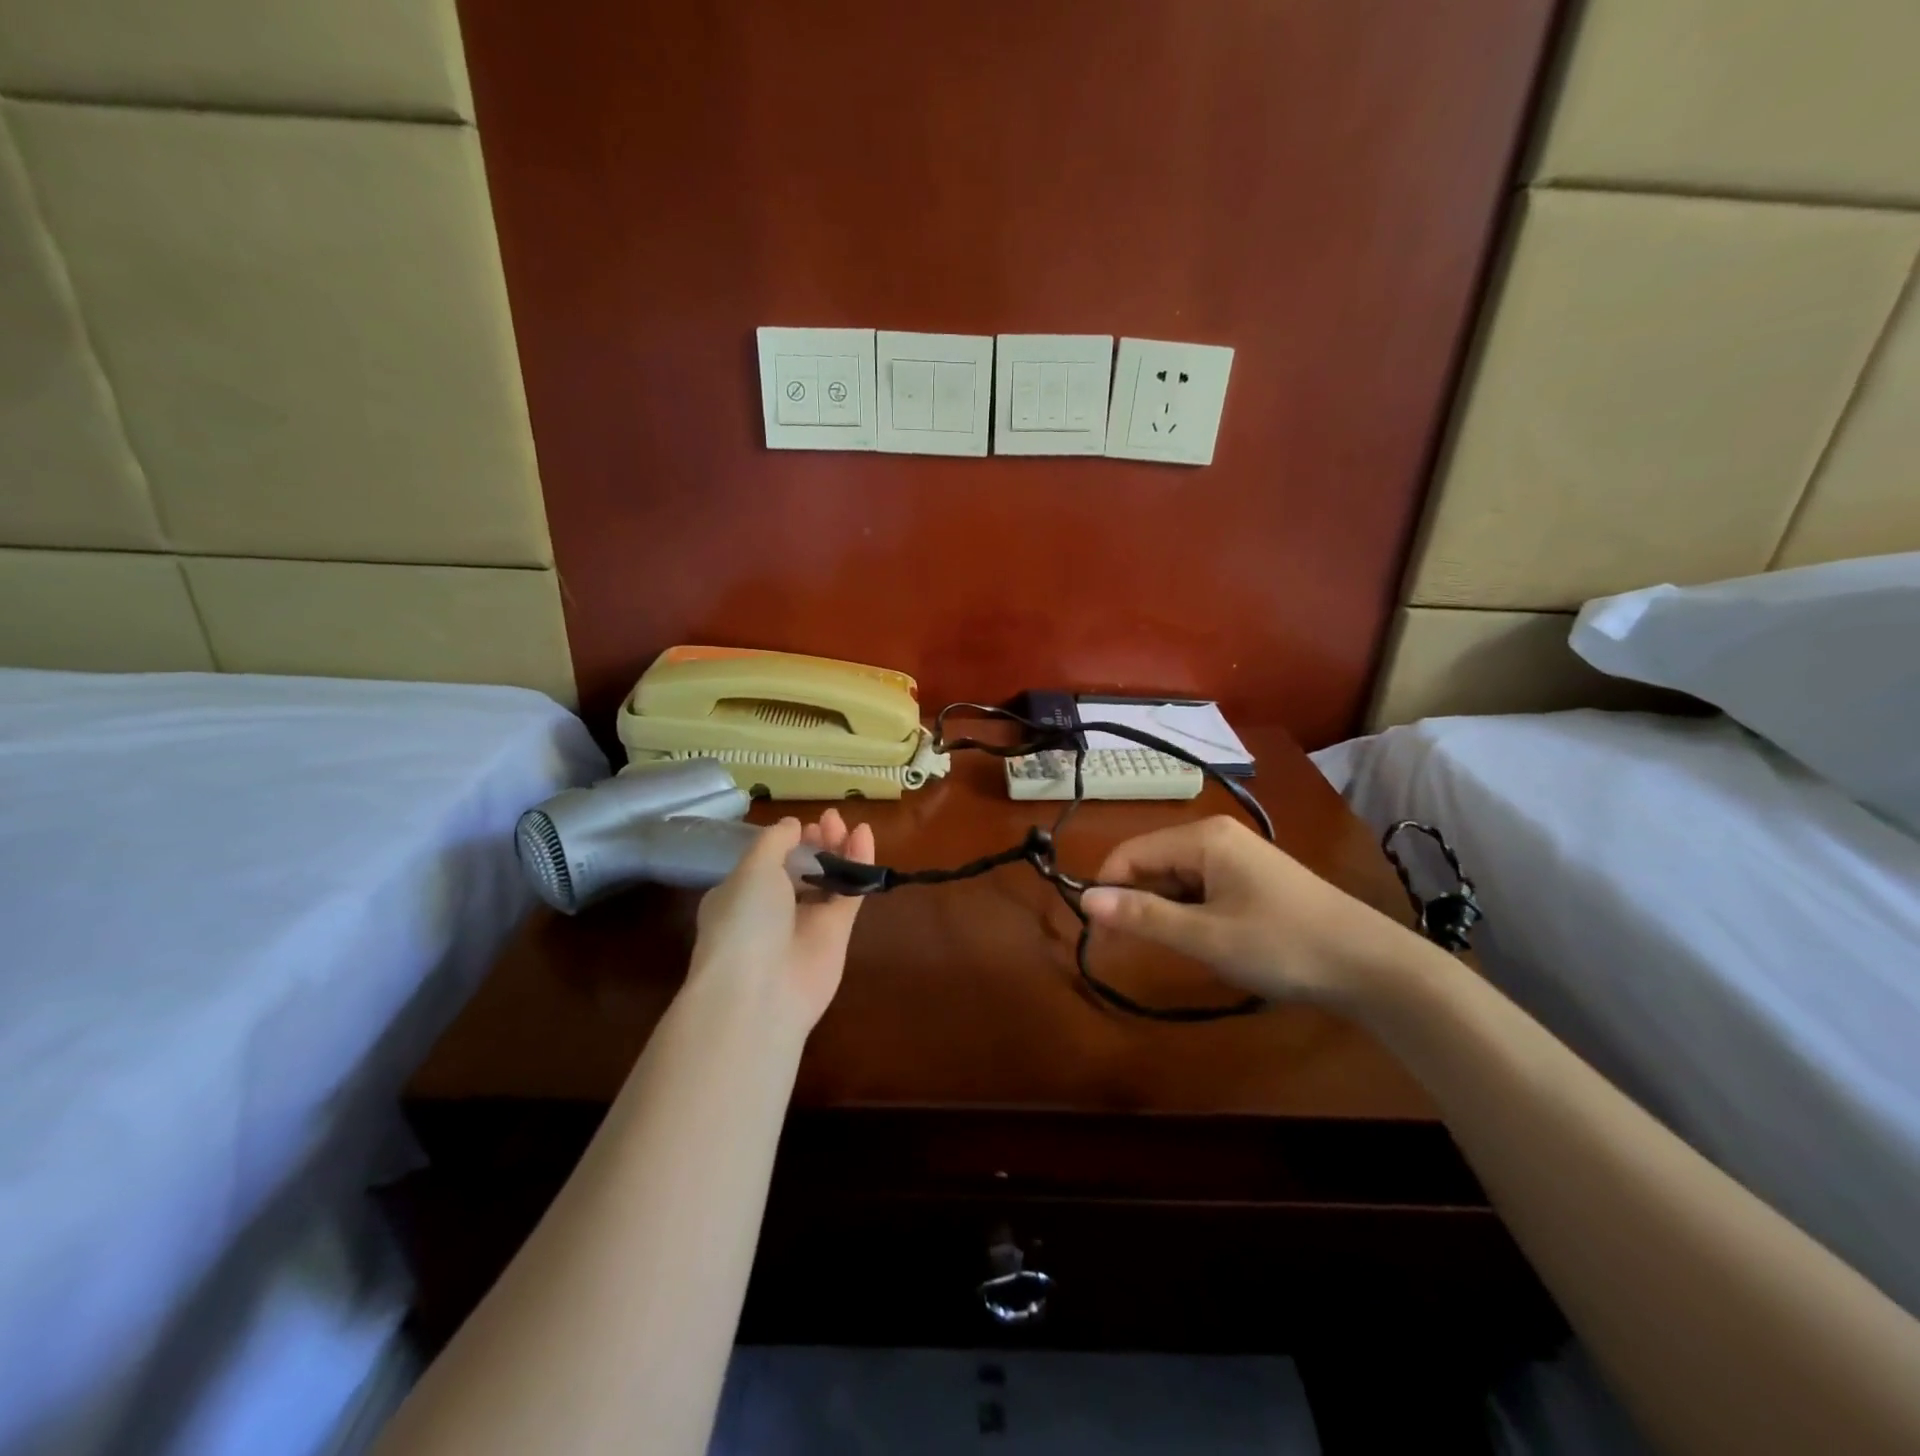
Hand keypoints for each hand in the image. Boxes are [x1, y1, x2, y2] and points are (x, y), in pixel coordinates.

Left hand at [687, 809, 874, 1034]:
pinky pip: (849, 892)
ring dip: (838, 850)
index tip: (802, 825)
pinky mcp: (837, 934)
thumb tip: (792, 824)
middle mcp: (772, 909)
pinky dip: (858, 864)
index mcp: (740, 895)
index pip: (765, 863)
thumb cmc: (744, 922)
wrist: (761, 992)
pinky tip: (864, 836)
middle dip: (815, 843)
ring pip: (827, 879)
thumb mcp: (752, 869)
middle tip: (831, 820)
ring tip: (848, 824)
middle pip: (800, 869)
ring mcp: (806, 923)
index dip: (786, 842)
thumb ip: (775, 841)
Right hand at [1079, 816, 1411, 1004]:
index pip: (1130, 854)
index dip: (1107, 890)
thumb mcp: (1206, 936)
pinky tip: (1206, 941)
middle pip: (1153, 863)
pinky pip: (1202, 887)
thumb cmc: (1282, 945)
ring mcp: (1238, 855)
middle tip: (1133, 951)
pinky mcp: (1253, 876)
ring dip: (1166, 911)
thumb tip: (1084, 900)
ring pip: (1177, 878)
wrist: (1372, 965)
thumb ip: (1143, 916)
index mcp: (1202, 837)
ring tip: (1178, 950)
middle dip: (1136, 902)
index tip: (1098, 936)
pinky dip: (1191, 913)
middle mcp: (1216, 835)